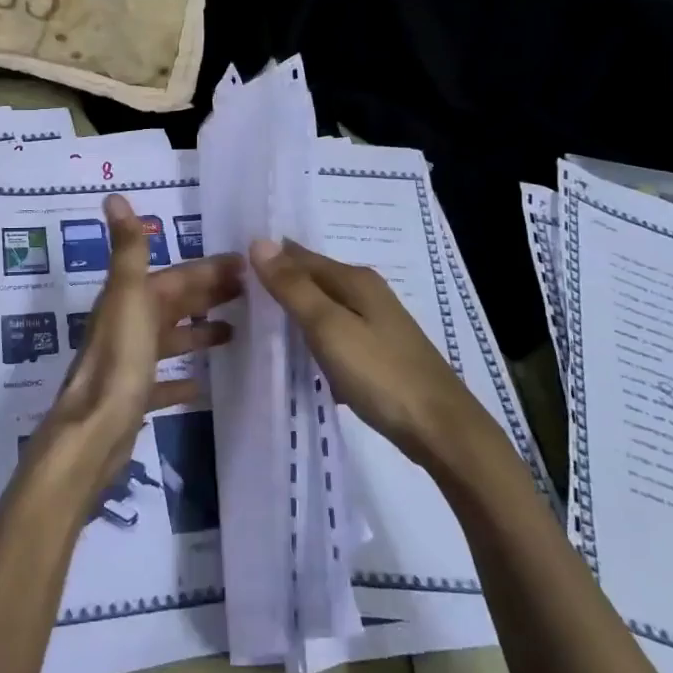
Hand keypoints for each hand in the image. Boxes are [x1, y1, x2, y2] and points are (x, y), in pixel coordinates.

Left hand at [31, 194, 241, 497]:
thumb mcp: (128, 296)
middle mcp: (126, 326)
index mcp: (129, 300)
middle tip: (250, 294)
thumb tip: (113, 196)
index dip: (207, 269)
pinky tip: (202, 386)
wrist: (94, 430)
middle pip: (173, 304)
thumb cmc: (118, 359)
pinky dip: (180, 380)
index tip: (245, 265)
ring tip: (235, 332)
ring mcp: (129, 363)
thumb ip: (128, 248)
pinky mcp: (133, 397)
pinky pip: (162, 383)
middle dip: (208, 295)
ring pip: (169, 340)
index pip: (175, 276)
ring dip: (198, 332)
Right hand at [249, 239, 474, 466]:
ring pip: (324, 307)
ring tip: (257, 323)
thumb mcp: (329, 328)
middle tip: (236, 295)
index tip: (230, 269)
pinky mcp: (379, 352)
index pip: (299, 256)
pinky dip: (313, 337)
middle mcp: (367, 293)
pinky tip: (298, 355)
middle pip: (313, 279)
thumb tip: (258, 242)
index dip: (268, 260)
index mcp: (355, 280)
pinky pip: (335, 332)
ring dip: (295, 312)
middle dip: (280, 283)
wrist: (442, 430)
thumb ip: (293, 287)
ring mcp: (376, 324)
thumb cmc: (381, 374)